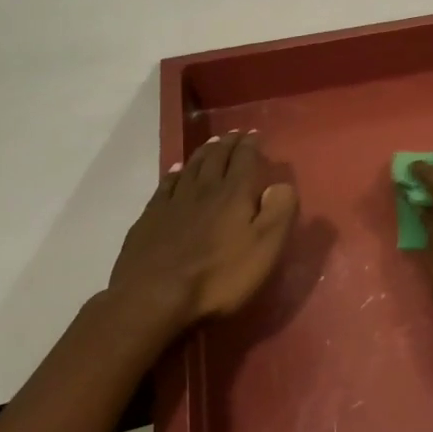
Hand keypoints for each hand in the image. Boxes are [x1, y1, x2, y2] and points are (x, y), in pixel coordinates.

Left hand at [108, 131, 299, 328]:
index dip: (251, 146)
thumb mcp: (264, 249)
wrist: (154, 297)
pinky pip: (166, 185)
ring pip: (192, 167)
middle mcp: (204, 189)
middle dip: (229, 144)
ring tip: (212, 143)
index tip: (255, 134)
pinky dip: (175, 173)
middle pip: (217, 158)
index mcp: (234, 194)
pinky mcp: (151, 217)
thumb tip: (281, 184)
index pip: (245, 160)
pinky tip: (177, 170)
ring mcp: (174, 202)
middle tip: (235, 134)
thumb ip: (279, 212)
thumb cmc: (218, 277)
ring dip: (205, 152)